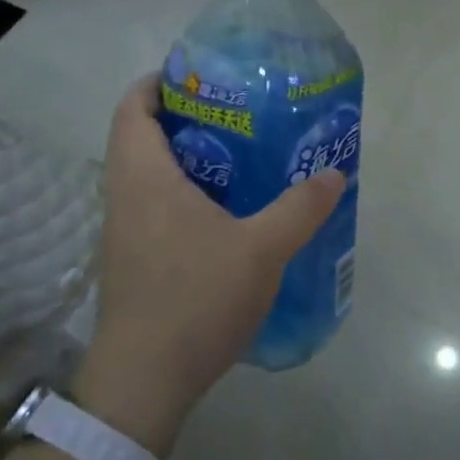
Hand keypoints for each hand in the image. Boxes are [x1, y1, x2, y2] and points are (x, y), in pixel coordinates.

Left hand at [74, 75, 346, 454]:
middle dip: (184, 118)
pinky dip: (184, 192)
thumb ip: (300, 208)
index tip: (201, 76)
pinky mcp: (133, 260)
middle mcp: (125, 195)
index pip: (133, 107)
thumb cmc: (195, 299)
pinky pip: (153, 205)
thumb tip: (335, 172)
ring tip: (240, 156)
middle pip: (142, 136)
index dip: (159, 82)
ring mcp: (124, 231)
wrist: (144, 383)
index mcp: (144, 177)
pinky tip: (227, 213)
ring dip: (186, 158)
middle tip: (237, 114)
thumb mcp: (262, 249)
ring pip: (148, 173)